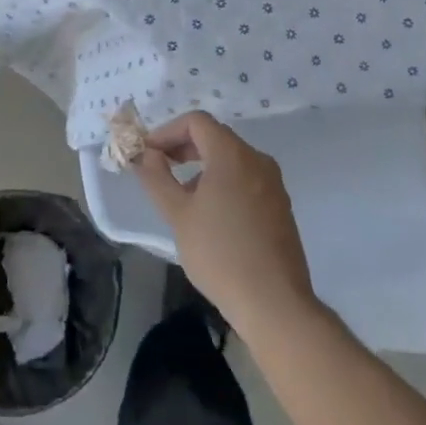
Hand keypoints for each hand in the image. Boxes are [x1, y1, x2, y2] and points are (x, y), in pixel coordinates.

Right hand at [135, 111, 318, 341]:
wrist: (274, 302)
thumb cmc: (219, 253)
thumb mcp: (178, 214)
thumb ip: (156, 178)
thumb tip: (146, 154)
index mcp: (232, 154)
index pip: (196, 122)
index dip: (167, 131)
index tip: (148, 154)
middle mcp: (257, 160)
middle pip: (215, 136)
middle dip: (183, 147)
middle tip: (159, 169)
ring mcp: (273, 183)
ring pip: (231, 159)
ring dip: (201, 166)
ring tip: (181, 196)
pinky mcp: (280, 206)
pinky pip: (246, 178)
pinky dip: (222, 182)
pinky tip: (210, 214)